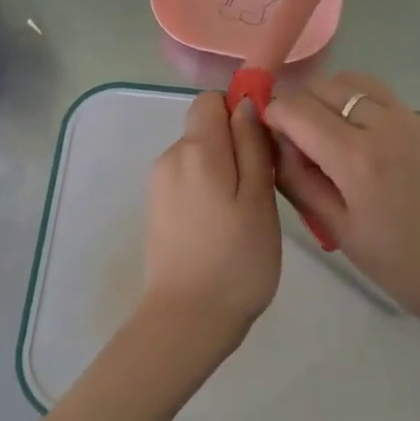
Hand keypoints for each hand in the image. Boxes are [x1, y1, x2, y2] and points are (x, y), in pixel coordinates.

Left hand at [139, 92, 281, 357]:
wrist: (188, 320)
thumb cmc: (236, 260)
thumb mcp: (259, 198)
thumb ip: (252, 145)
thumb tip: (244, 103)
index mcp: (196, 150)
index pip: (210, 100)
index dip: (238, 111)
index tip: (262, 144)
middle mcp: (170, 158)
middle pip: (205, 129)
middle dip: (234, 146)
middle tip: (262, 188)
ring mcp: (159, 185)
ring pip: (198, 157)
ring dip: (223, 172)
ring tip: (244, 214)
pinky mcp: (157, 209)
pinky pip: (187, 181)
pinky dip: (208, 192)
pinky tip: (222, 227)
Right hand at [266, 72, 419, 329]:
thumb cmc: (399, 264)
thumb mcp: (337, 229)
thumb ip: (299, 180)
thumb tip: (276, 144)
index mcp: (357, 158)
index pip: (296, 109)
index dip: (273, 117)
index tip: (268, 139)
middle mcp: (383, 125)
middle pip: (322, 85)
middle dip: (298, 105)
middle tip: (295, 142)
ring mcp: (409, 118)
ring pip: (351, 81)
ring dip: (327, 97)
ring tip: (326, 135)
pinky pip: (378, 94)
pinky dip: (355, 103)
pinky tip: (358, 139)